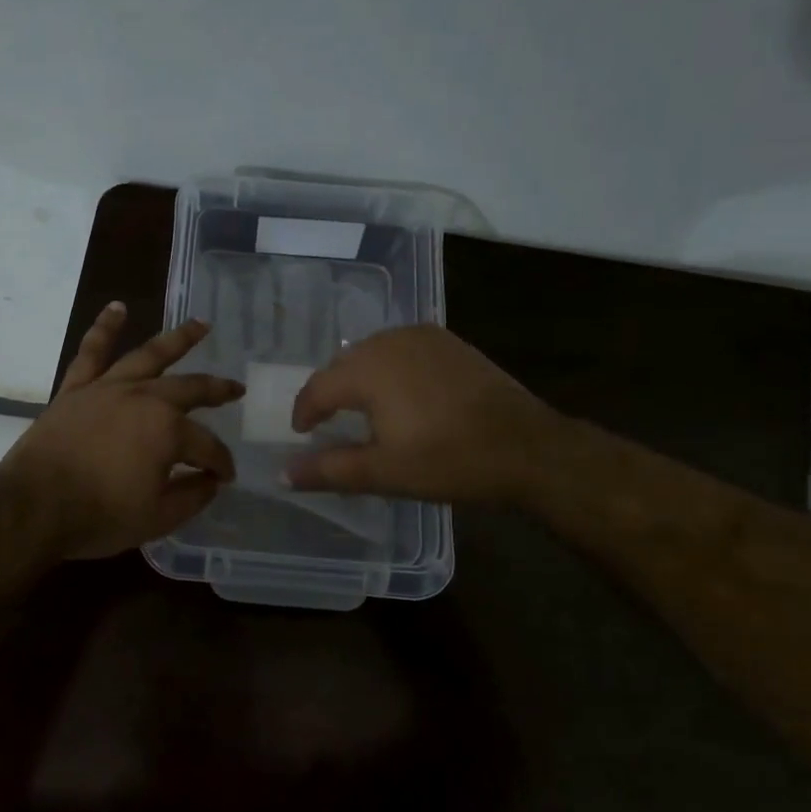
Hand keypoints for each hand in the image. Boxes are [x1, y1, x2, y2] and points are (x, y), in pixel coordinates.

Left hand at [0, 304, 244, 559]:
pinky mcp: (76, 388)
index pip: (207, 446)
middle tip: (236, 388)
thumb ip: (192, 497)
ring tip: (200, 324)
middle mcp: (144, 399)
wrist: (33, 506)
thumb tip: (211, 481)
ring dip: (178, 339)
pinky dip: (104, 328)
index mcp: (168, 431)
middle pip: (189, 389)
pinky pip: (92, 351)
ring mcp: (108, 388)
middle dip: (217, 390)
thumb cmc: (98, 515)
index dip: (220, 463)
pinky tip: (116, 308)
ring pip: (149, 355)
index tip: (225, 477)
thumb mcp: (157, 518)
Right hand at [285, 325, 551, 501]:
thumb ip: (328, 470)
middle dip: (330, 392)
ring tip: (362, 408)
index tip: (302, 433)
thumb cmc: (448, 460)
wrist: (527, 447)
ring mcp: (423, 337)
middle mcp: (389, 342)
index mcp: (368, 370)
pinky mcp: (450, 342)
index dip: (305, 411)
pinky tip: (401, 393)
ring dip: (360, 377)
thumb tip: (283, 474)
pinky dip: (389, 368)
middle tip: (328, 422)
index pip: (318, 387)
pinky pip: (402, 349)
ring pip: (373, 353)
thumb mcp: (383, 472)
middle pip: (343, 364)